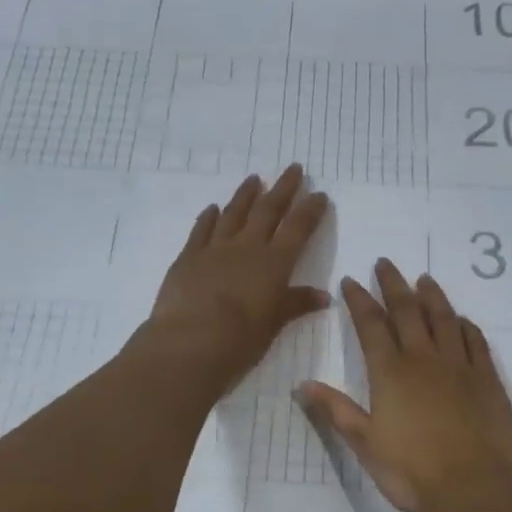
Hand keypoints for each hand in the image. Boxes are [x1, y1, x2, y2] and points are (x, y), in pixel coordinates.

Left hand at [143, 165, 331, 392]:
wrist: (190, 342)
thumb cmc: (240, 339)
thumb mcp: (274, 324)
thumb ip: (296, 304)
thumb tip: (323, 296)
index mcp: (274, 263)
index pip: (298, 228)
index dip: (310, 210)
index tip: (319, 194)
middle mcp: (247, 247)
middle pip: (268, 210)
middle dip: (283, 188)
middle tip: (293, 168)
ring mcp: (215, 249)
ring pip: (234, 213)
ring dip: (245, 195)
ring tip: (254, 179)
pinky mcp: (188, 257)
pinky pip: (201, 230)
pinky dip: (208, 217)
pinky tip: (213, 208)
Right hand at [299, 259, 511, 511]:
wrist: (476, 488)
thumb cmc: (412, 471)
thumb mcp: (365, 444)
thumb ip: (337, 411)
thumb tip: (303, 385)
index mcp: (391, 373)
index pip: (371, 325)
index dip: (359, 300)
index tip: (351, 280)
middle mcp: (424, 359)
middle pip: (407, 311)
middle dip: (393, 285)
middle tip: (385, 263)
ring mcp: (459, 366)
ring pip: (444, 319)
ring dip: (432, 296)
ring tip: (424, 279)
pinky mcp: (487, 379)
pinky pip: (475, 341)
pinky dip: (466, 325)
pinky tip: (462, 320)